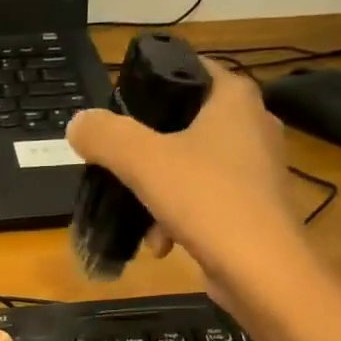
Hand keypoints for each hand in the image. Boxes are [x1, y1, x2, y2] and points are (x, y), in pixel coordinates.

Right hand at [66, 59, 305, 307]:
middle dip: (148, 155)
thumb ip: (106, 136)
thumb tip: (78, 124)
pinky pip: (206, 203)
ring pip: (191, 170)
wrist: (262, 271)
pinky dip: (180, 220)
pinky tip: (164, 246)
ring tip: (145, 225)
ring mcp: (257, 170)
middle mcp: (253, 126)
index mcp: (235, 99)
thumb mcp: (143, 161)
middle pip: (184, 126)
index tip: (120, 113)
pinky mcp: (254, 209)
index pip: (190, 70)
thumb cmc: (208, 200)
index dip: (152, 85)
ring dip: (159, 196)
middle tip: (122, 171)